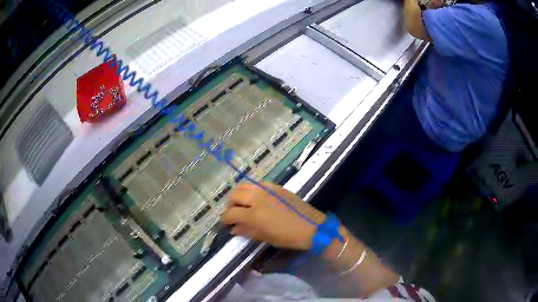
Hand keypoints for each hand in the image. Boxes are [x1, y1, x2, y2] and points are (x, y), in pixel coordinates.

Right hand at [221, 182, 326, 249]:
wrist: (311, 227)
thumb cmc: (288, 237)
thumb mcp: (265, 237)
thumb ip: (247, 231)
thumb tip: (233, 229)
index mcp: (254, 214)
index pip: (231, 213)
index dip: (225, 219)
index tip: (226, 223)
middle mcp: (258, 198)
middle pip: (235, 195)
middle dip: (230, 204)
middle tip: (234, 212)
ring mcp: (267, 190)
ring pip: (245, 185)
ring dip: (239, 194)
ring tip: (242, 203)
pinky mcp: (276, 186)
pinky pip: (258, 183)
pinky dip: (252, 189)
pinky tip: (256, 197)